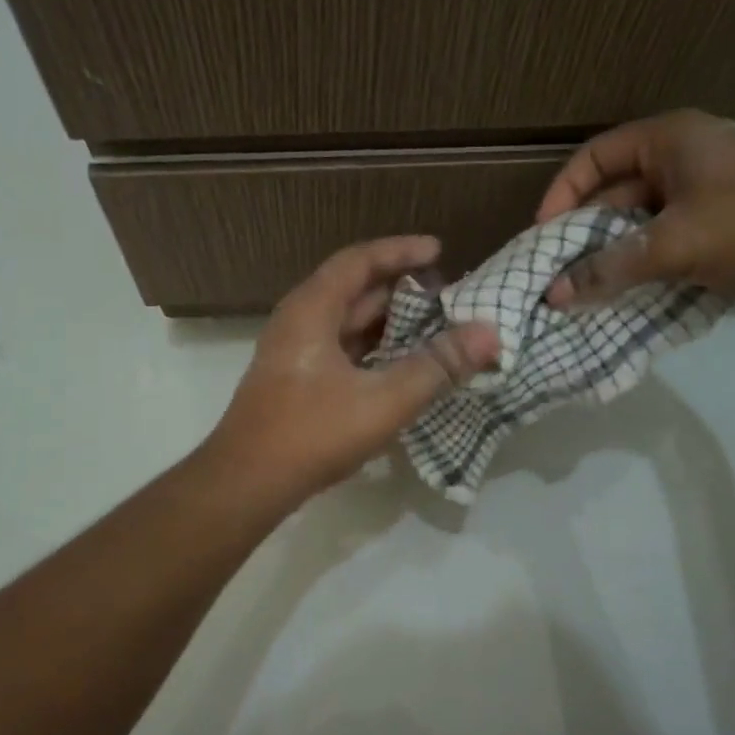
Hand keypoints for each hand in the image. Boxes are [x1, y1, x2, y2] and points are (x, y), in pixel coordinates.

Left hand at [206, 236, 498, 499]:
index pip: (359, 261)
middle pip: (354, 290)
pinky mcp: (297, 382)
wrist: (246, 484)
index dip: (400, 251)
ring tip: (433, 327)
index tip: (439, 251)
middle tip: (445, 294)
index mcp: (311, 310)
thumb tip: (488, 334)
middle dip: (400, 288)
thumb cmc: (312, 433)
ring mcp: (295, 354)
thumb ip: (436, 366)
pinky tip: (401, 367)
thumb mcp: (383, 400)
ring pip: (348, 324)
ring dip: (388, 322)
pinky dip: (374, 350)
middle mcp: (299, 322)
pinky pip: (342, 351)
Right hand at [535, 110, 734, 308]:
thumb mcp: (672, 245)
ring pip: (647, 216)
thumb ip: (609, 268)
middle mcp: (688, 153)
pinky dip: (653, 257)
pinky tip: (640, 287)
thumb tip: (554, 294)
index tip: (544, 235)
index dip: (563, 193)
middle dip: (590, 229)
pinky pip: (675, 233)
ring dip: (621, 249)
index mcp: (670, 139)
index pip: (595, 157)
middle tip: (565, 269)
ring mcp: (713, 185)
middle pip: (619, 188)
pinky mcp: (732, 215)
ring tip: (595, 285)